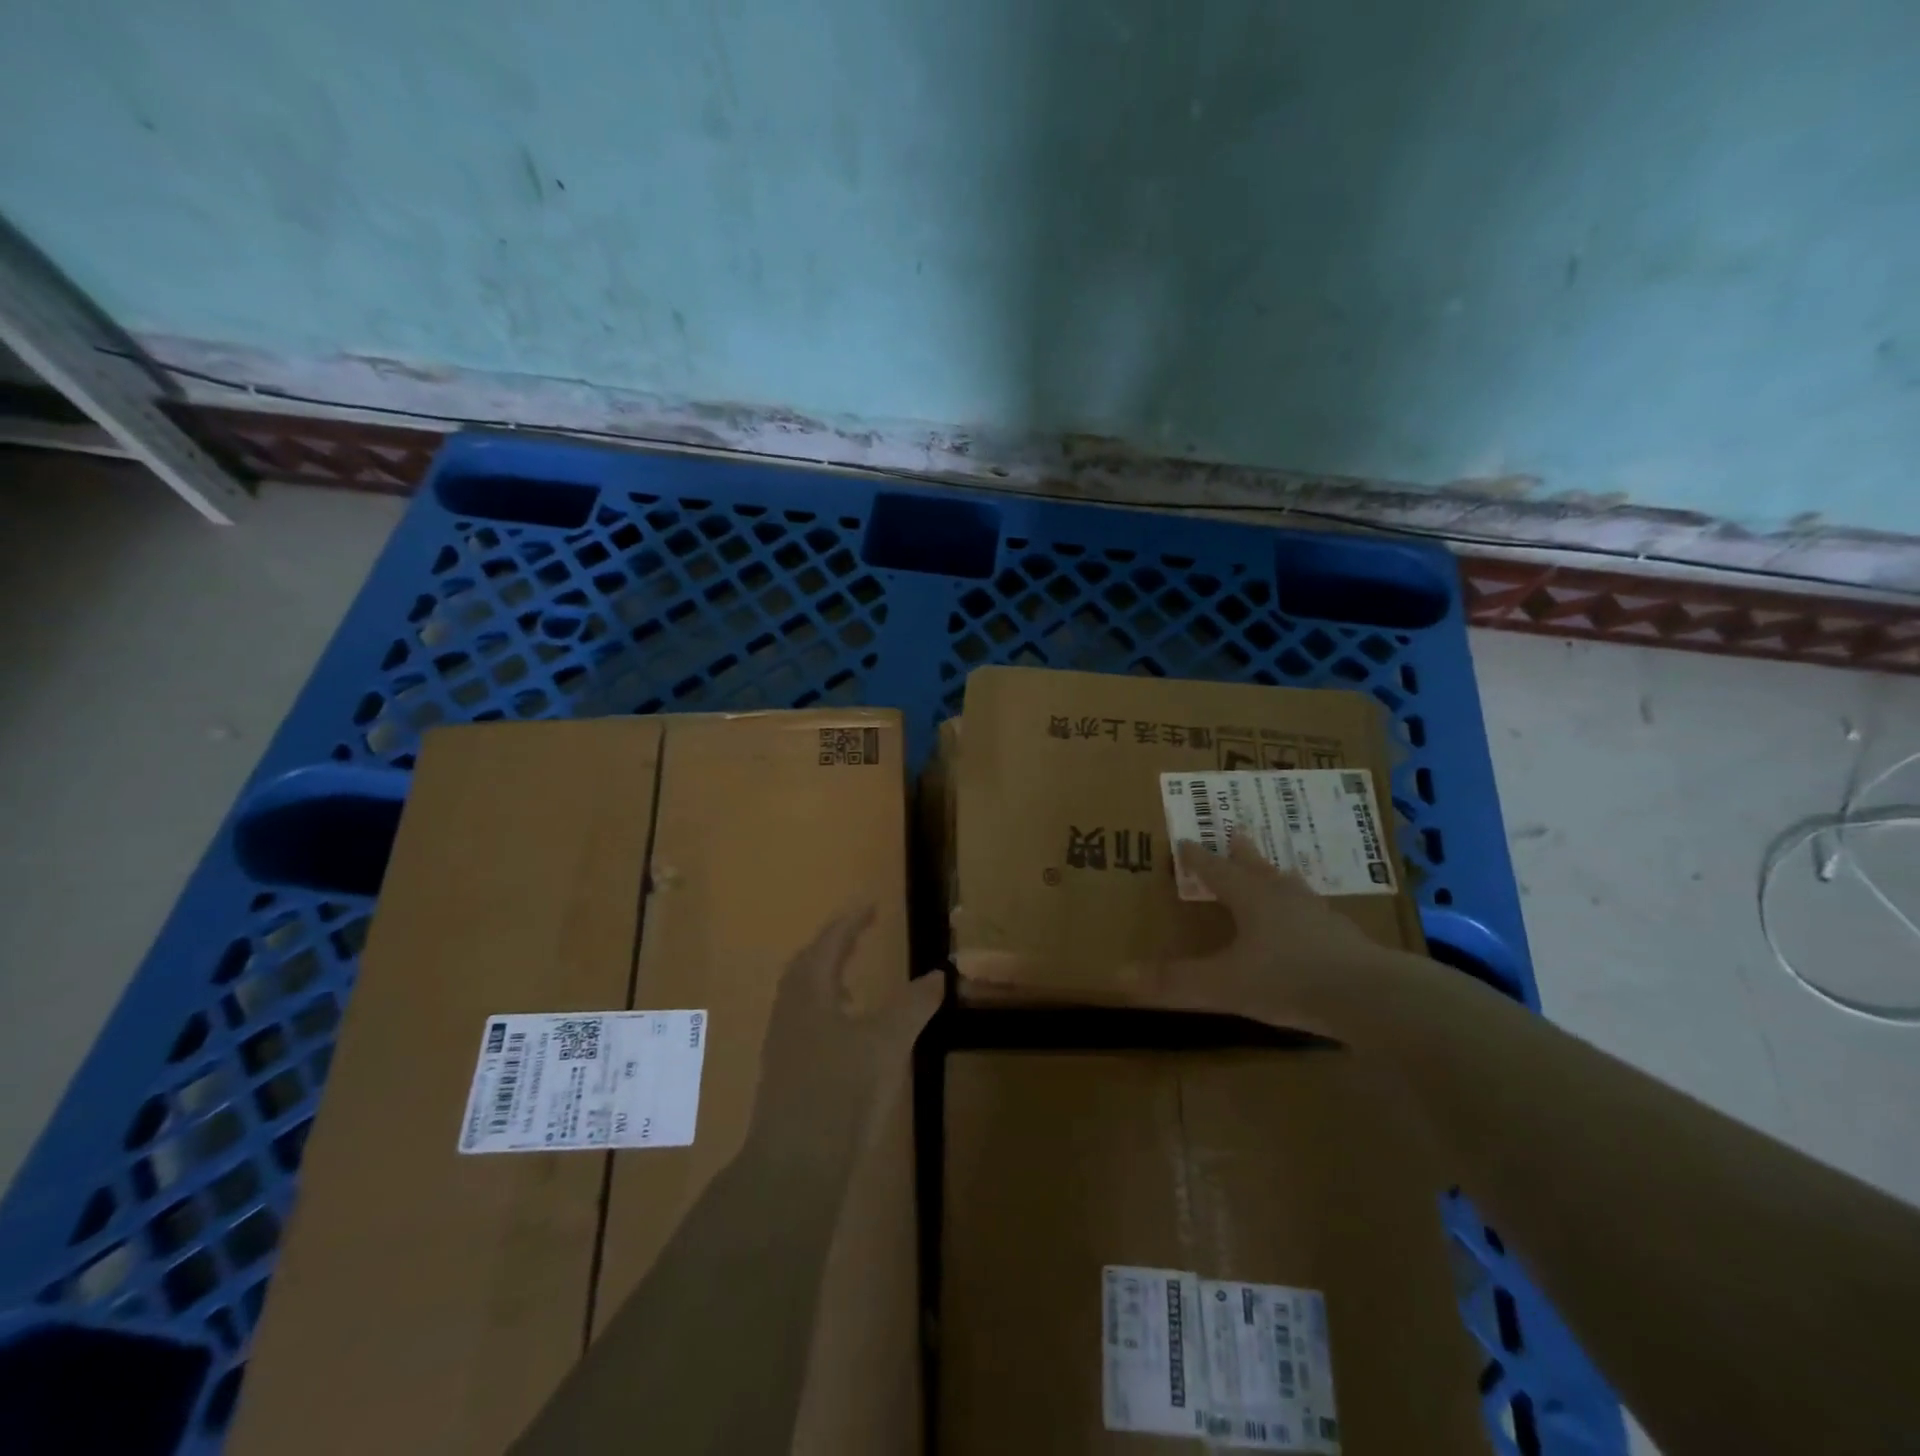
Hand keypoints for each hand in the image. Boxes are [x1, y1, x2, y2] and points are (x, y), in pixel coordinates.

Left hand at [748, 905, 943, 1164]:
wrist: (795, 1166)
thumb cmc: (841, 1091)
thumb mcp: (888, 1043)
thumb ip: (913, 1006)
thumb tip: (938, 976)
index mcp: (810, 993)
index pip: (829, 943)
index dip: (851, 922)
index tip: (870, 905)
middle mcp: (789, 1012)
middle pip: (807, 965)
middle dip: (833, 945)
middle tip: (858, 933)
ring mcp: (781, 1045)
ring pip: (802, 996)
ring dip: (826, 979)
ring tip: (852, 981)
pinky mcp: (783, 1075)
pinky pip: (803, 1023)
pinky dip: (824, 1010)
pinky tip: (845, 1035)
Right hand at [1143, 838, 1391, 1035]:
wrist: (1373, 997)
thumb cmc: (1288, 980)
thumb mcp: (1223, 985)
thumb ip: (1174, 982)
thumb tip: (1119, 975)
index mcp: (1251, 899)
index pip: (1216, 871)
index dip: (1198, 859)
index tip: (1185, 841)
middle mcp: (1284, 898)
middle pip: (1258, 868)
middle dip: (1242, 853)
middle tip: (1236, 832)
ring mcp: (1319, 916)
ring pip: (1292, 887)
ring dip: (1277, 877)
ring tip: (1276, 871)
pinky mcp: (1346, 939)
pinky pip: (1317, 915)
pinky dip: (1306, 911)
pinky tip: (1313, 923)